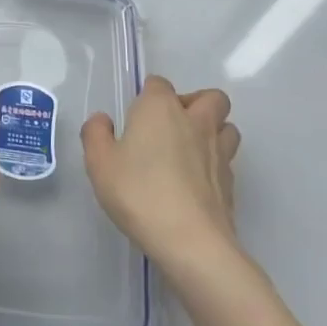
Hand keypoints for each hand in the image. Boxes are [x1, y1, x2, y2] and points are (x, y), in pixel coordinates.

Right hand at [82, 77, 241, 271]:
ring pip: (227, 127)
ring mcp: (219, 152)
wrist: (190, 241)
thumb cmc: (138, 192)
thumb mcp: (99, 162)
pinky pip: (228, 160)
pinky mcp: (231, 183)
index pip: (159, 84)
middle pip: (211, 97)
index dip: (148, 95)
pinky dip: (215, 163)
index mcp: (161, 108)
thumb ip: (95, 134)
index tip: (135, 117)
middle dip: (195, 103)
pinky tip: (196, 183)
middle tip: (172, 126)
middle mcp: (195, 121)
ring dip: (213, 131)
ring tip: (190, 151)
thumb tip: (104, 120)